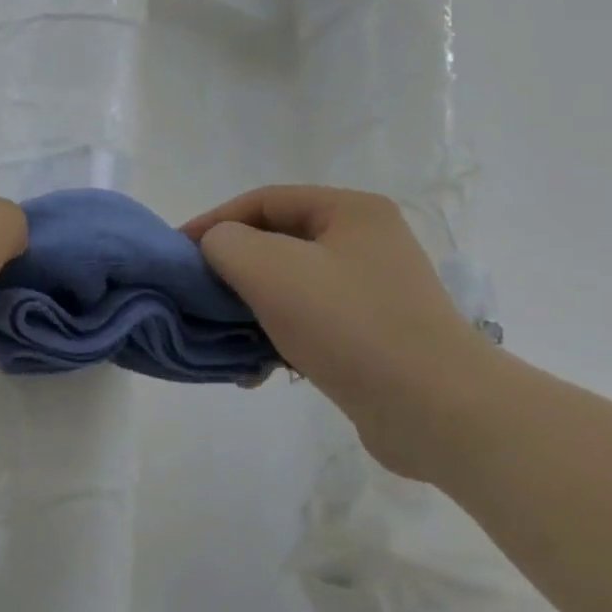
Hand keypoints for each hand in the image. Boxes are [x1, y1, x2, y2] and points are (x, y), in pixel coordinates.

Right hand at [183, 185, 491, 477]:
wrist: (435, 410)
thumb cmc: (348, 325)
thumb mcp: (269, 270)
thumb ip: (225, 243)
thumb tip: (218, 248)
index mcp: (350, 211)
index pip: (263, 200)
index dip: (213, 221)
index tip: (177, 253)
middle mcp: (366, 243)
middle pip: (276, 243)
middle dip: (231, 269)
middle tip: (196, 295)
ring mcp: (373, 291)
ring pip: (289, 286)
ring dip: (249, 309)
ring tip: (222, 338)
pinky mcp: (373, 336)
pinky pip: (308, 323)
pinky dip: (276, 338)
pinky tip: (256, 368)